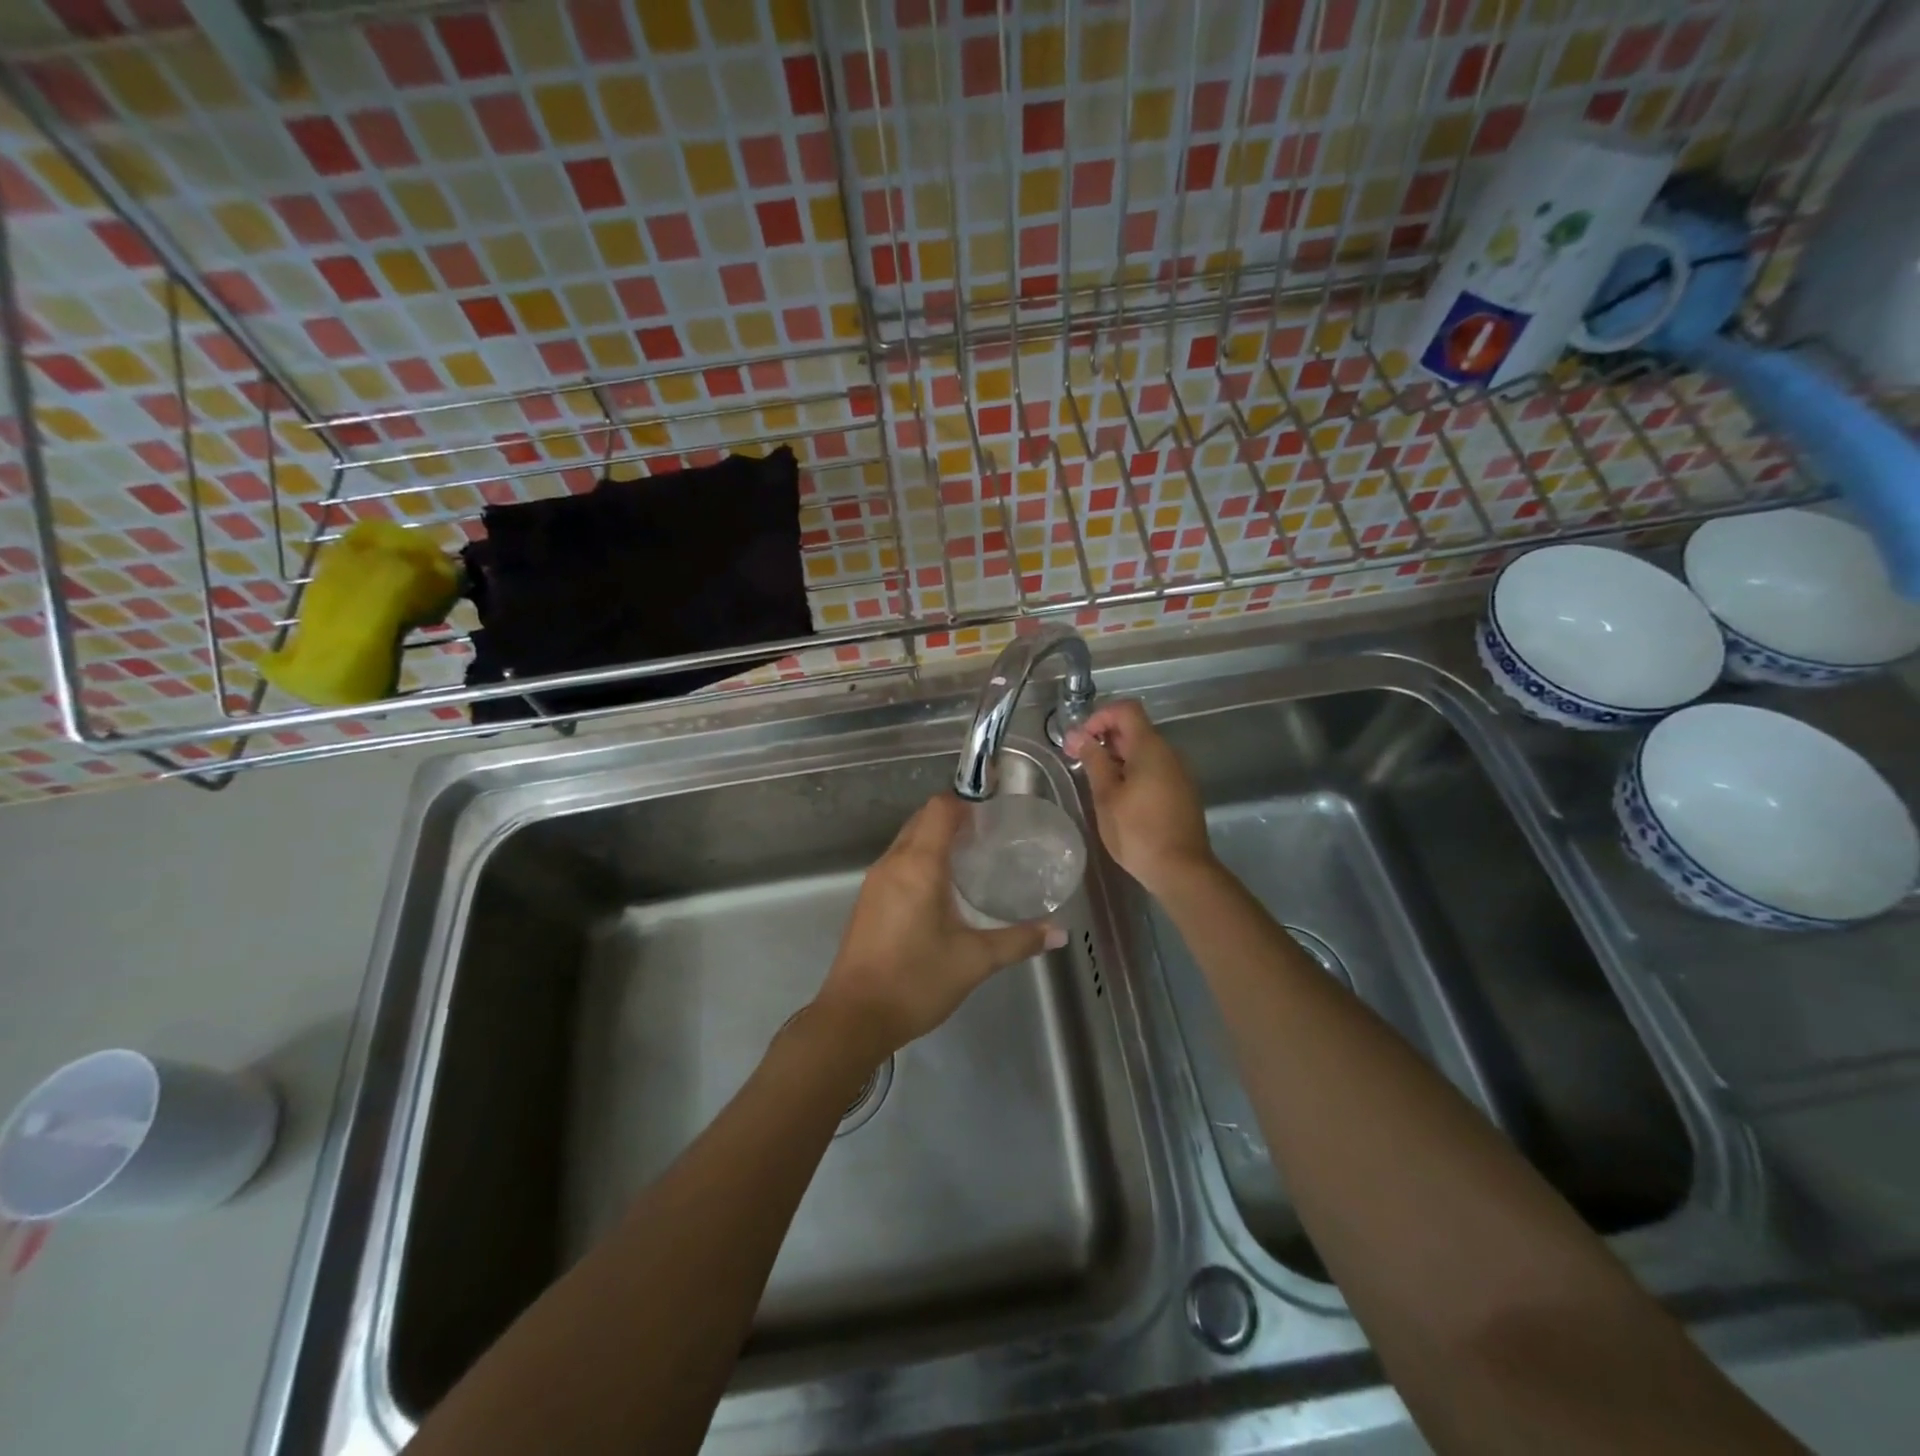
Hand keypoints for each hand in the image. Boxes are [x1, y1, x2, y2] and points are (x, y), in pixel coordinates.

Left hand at [814, 795, 1064, 1058]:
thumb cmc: (915, 981)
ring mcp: (874, 881)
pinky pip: (897, 862)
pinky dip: (920, 860)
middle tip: (989, 838)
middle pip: (922, 820)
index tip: (994, 818)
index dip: (966, 804)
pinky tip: (941, 889)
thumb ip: (1018, 942)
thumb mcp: (974, 961)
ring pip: (907, 840)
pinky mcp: (867, 900)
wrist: (854, 1017)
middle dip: (954, 820)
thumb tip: (1059, 933)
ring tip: (970, 860)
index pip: (940, 809)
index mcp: (918, 865)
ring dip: (935, 840)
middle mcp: (892, 863)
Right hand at [1065, 700, 1215, 897]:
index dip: (1100, 716)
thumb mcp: (1107, 795)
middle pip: (1134, 729)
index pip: (1126, 710)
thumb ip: (1094, 761)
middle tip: (1078, 761)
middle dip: (1104, 738)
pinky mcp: (1181, 792)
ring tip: (1096, 782)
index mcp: (1150, 748)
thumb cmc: (1138, 831)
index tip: (1081, 740)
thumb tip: (1080, 736)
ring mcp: (1178, 773)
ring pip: (1143, 751)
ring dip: (1117, 757)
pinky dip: (1132, 772)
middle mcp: (1169, 753)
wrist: (1181, 870)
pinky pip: (1154, 769)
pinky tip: (1118, 797)